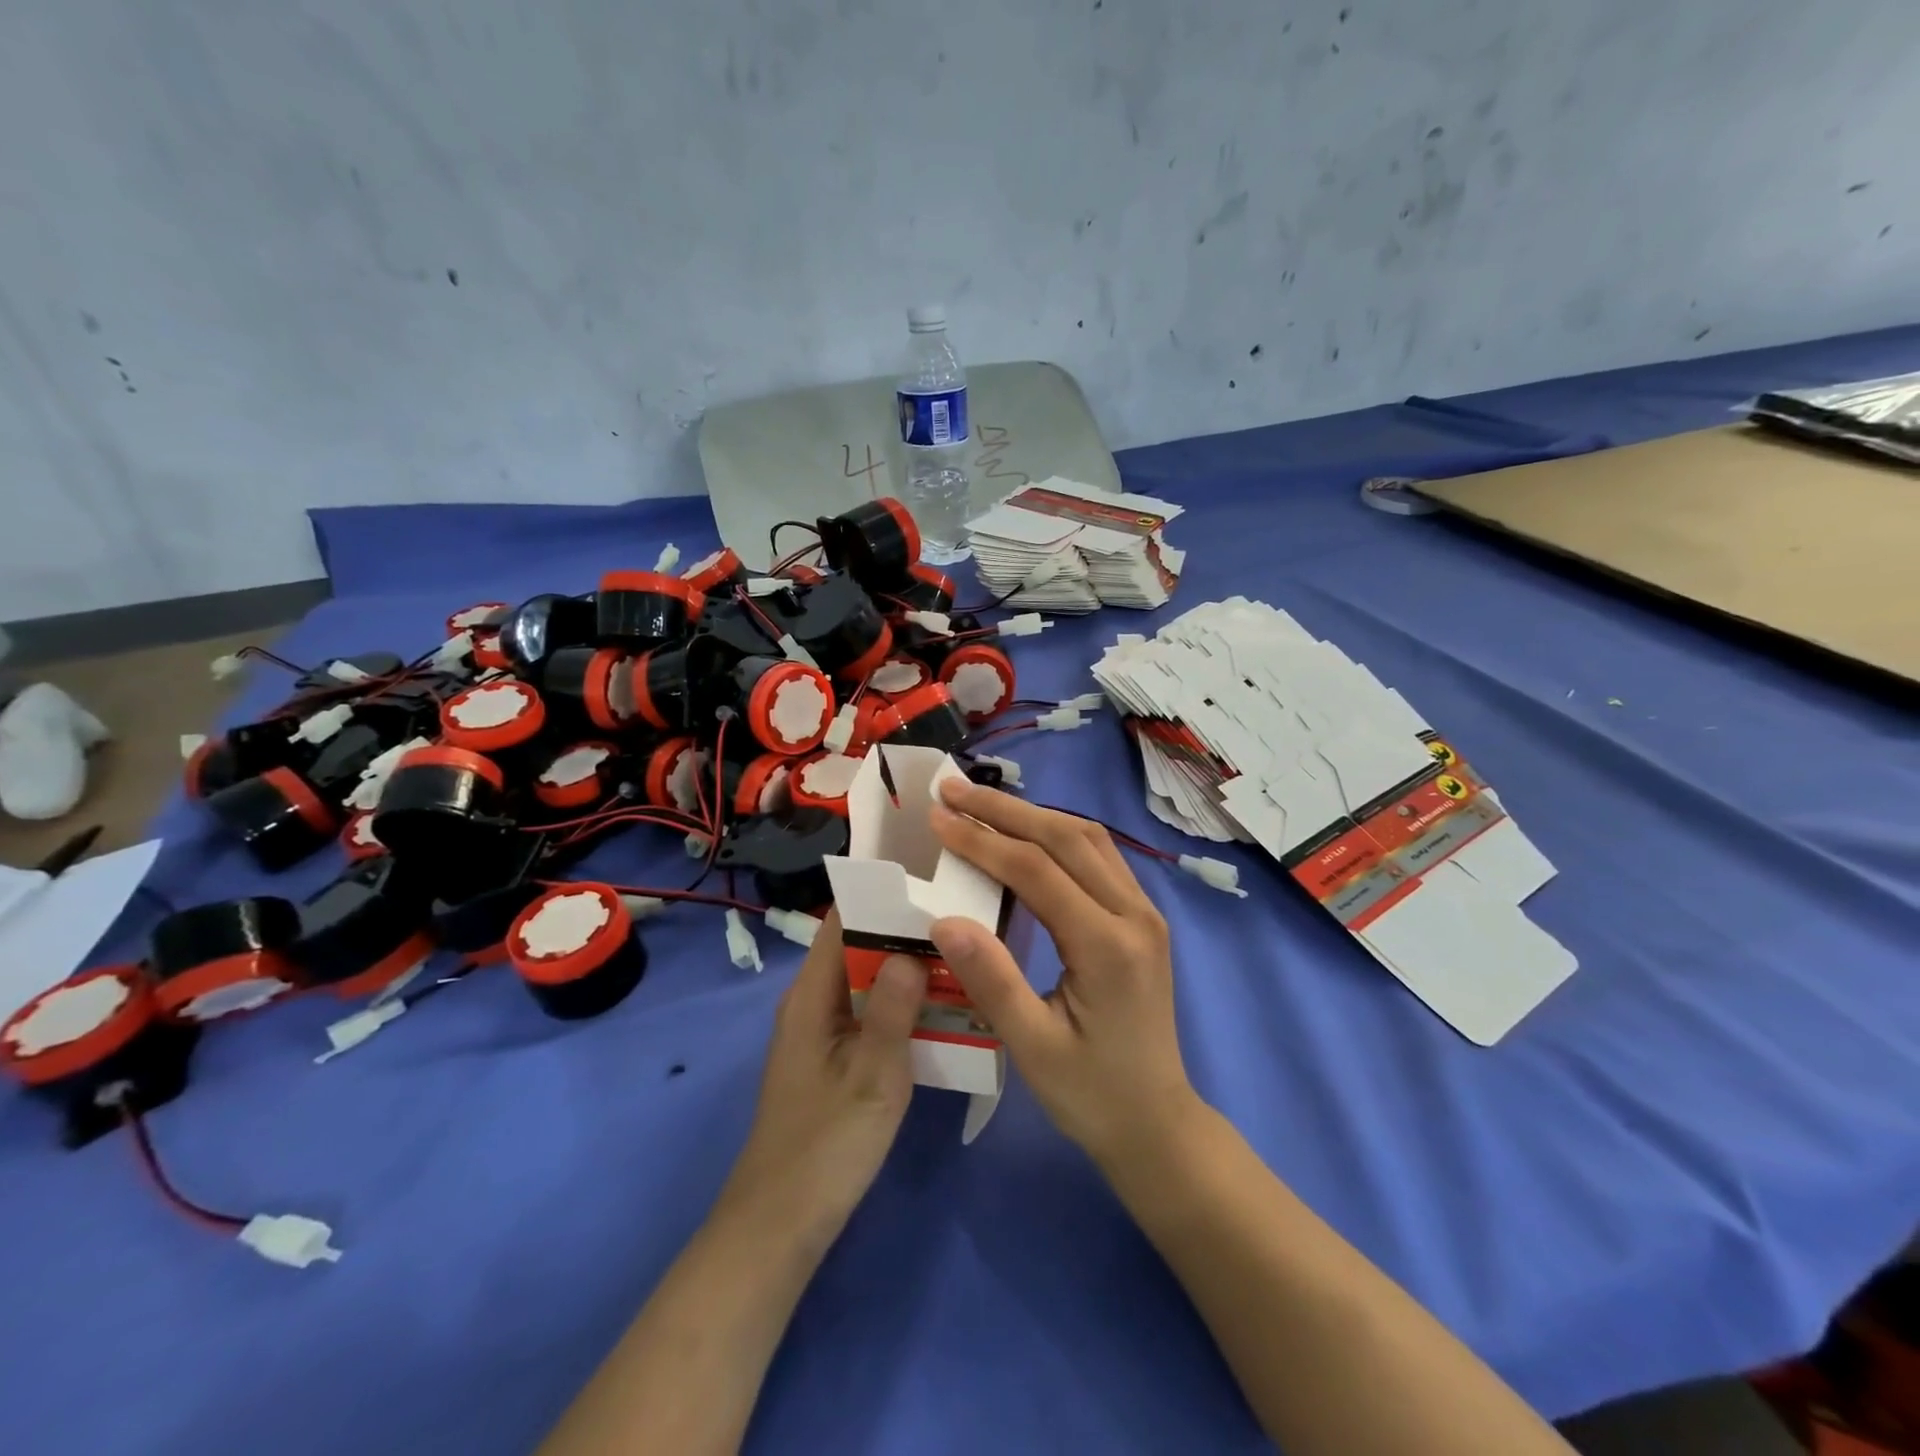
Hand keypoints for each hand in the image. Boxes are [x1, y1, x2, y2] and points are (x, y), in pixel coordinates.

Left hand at [721, 909, 928, 1239]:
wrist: (782, 1223)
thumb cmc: (826, 1144)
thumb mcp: (872, 1075)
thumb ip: (893, 1009)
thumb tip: (914, 949)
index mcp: (811, 994)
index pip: (841, 921)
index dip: (880, 896)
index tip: (928, 883)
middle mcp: (812, 1001)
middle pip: (857, 946)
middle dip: (903, 930)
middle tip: (958, 918)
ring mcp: (821, 1030)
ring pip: (866, 980)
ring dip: (904, 968)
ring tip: (958, 953)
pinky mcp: (833, 1057)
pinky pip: (868, 1011)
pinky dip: (899, 1002)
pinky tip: (939, 1007)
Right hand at [927, 779, 1199, 1166]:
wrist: (1159, 1125)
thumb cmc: (1092, 1095)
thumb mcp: (1033, 1049)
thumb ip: (991, 980)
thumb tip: (943, 918)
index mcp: (1107, 946)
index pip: (1037, 870)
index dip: (982, 841)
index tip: (936, 817)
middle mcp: (1134, 915)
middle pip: (1066, 838)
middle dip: (1004, 809)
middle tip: (951, 789)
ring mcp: (1144, 913)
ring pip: (1087, 839)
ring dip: (1032, 815)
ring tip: (980, 804)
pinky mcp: (1142, 918)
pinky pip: (1098, 857)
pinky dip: (1056, 835)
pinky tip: (1025, 835)